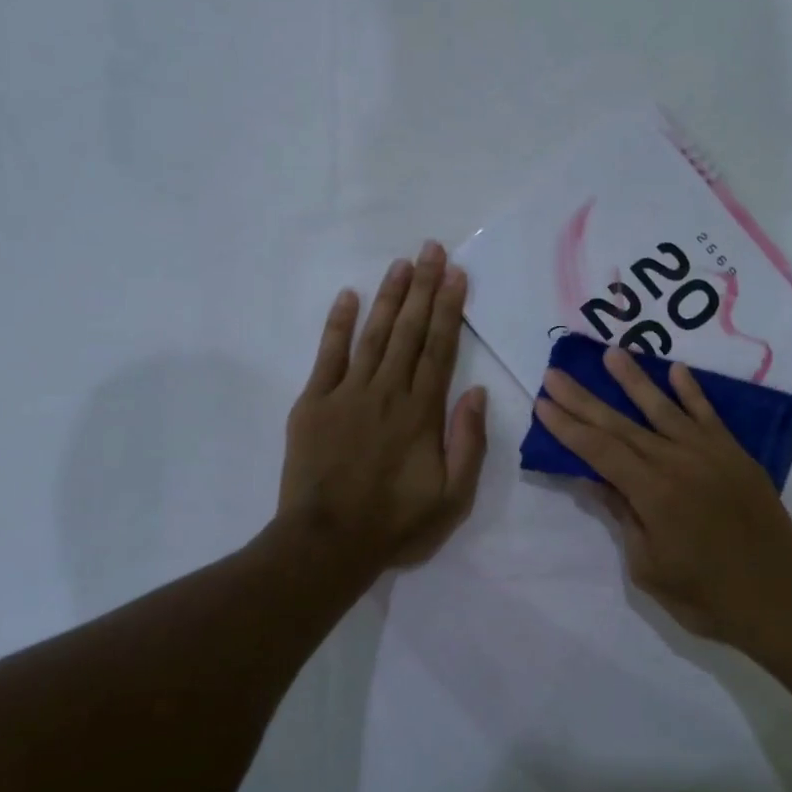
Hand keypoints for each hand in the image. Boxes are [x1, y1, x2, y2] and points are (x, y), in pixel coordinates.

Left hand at [280, 242, 487, 572]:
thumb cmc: (396, 522)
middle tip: (432, 249)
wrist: (327, 543)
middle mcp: (387, 391)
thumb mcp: (453, 496)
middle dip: (423, 287)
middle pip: (409, 330)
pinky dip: (338, 324)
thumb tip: (477, 392)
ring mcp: (347, 393)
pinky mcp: (314, 403)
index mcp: (422, 412)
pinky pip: (328, 355)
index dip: (449, 309)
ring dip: (390, 297)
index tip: (457, 274)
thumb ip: (468, 443)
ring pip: (373, 334)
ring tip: (402, 263)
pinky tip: (349, 296)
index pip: (439, 348)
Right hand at [534, 347, 791, 655]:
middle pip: (621, 425)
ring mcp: (710, 454)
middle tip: (556, 373)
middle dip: (584, 399)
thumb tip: (595, 479)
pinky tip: (676, 369)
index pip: (599, 451)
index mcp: (653, 494)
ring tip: (611, 352)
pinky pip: (709, 415)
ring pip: (664, 409)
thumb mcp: (649, 568)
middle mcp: (678, 462)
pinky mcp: (736, 456)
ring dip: (634, 380)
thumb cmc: (707, 597)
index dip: (568, 427)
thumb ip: (623, 517)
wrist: (782, 599)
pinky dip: (692, 391)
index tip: (543, 403)